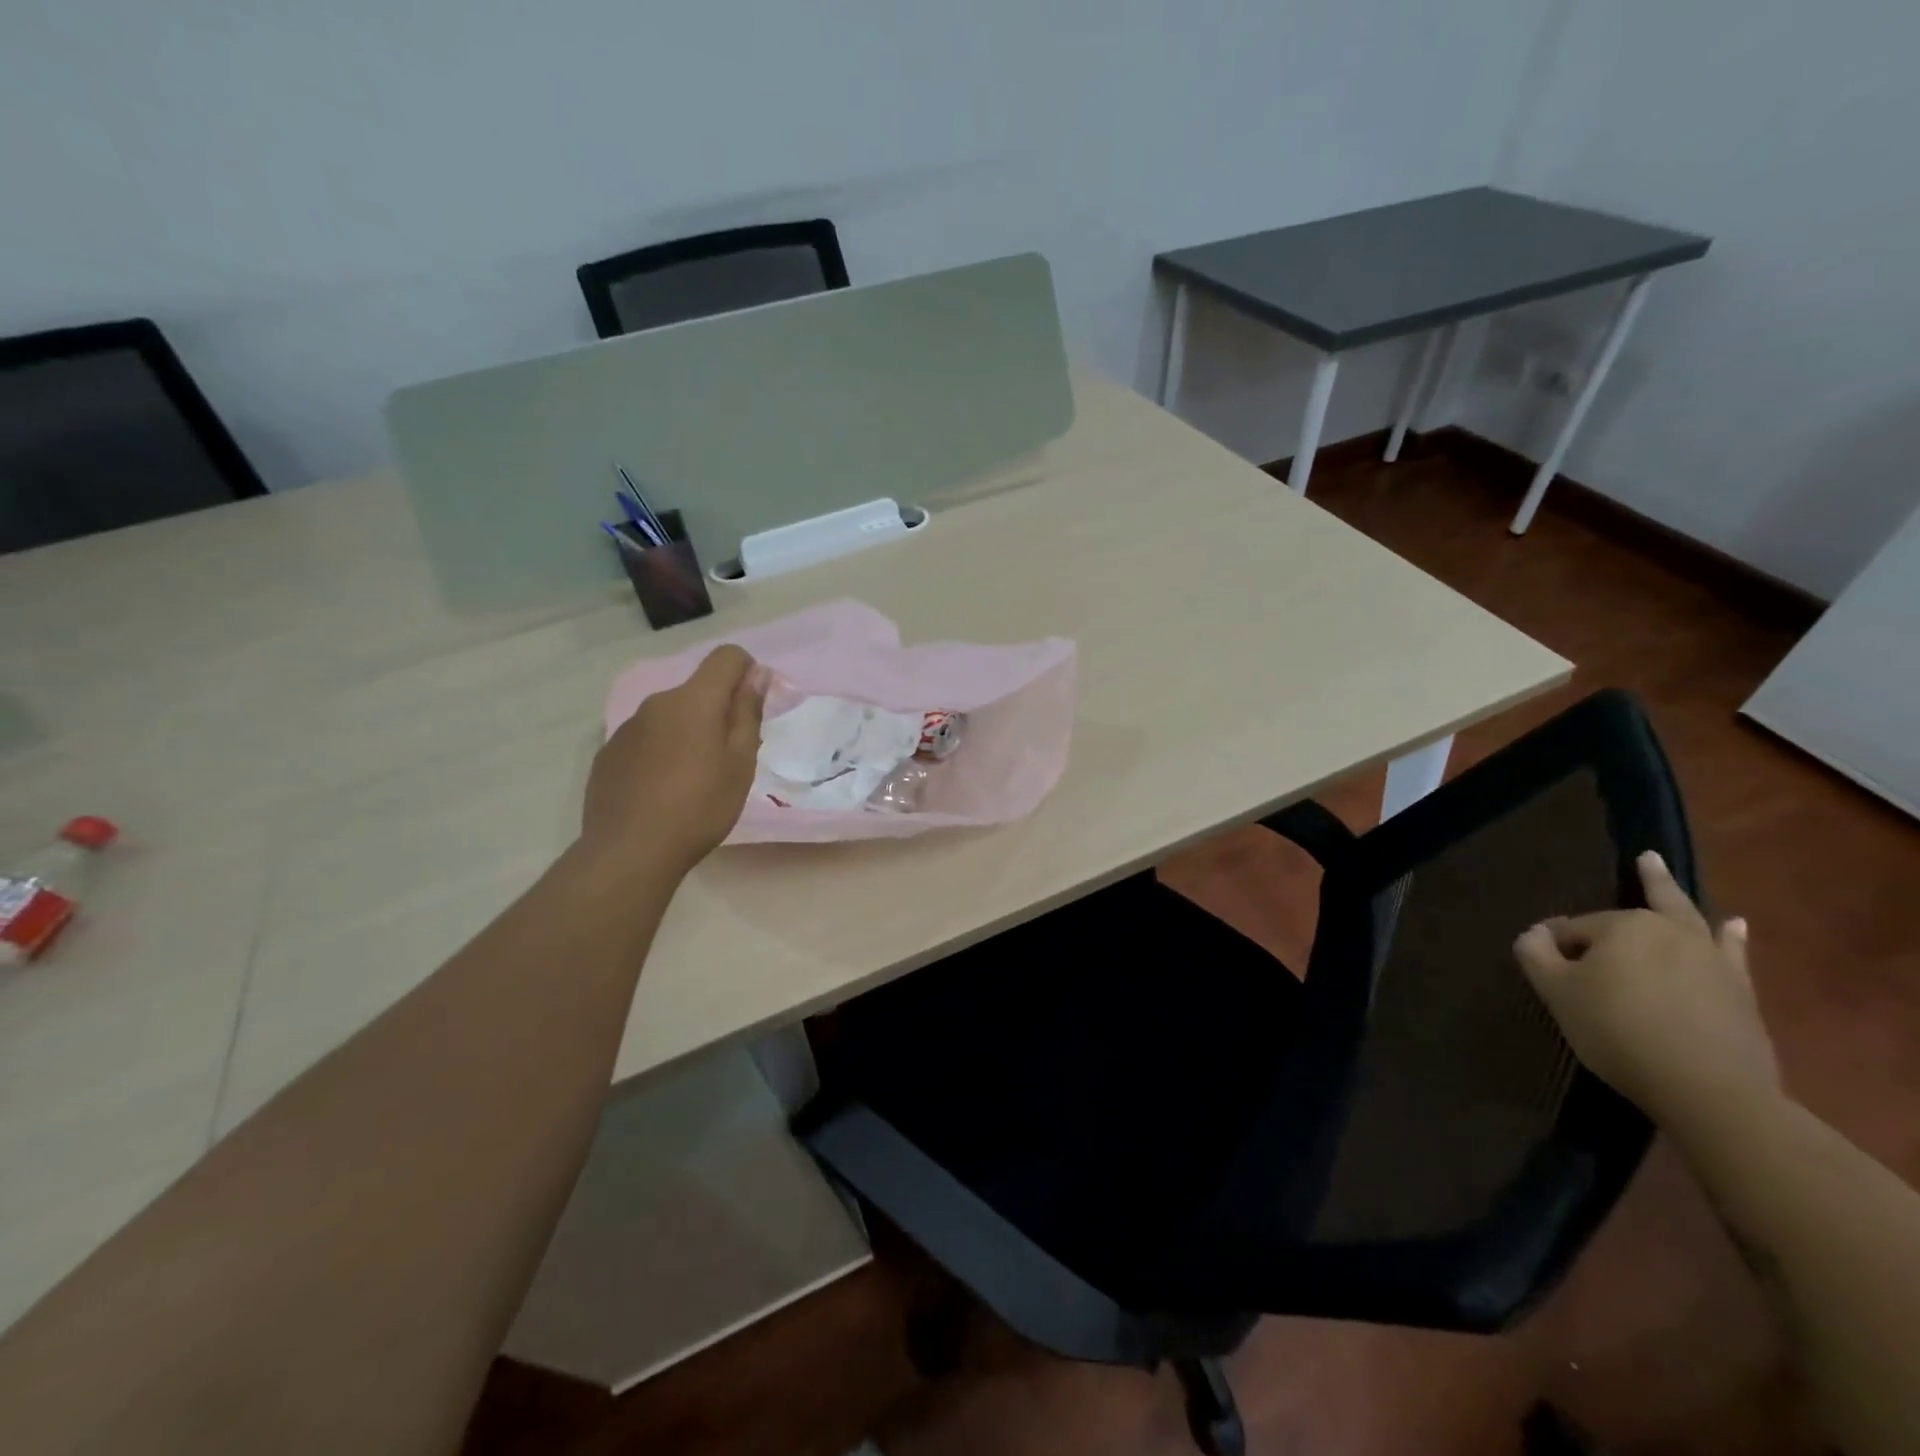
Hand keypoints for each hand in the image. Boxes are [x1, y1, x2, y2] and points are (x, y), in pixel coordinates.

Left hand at [584, 645, 766, 871]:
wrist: (630, 852)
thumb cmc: (699, 807)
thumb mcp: (740, 764)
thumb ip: (748, 713)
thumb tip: (756, 675)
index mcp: (693, 701)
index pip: (726, 657)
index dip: (747, 672)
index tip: (753, 707)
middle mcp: (656, 703)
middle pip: (697, 690)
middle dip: (718, 711)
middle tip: (729, 757)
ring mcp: (627, 728)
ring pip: (670, 716)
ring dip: (688, 732)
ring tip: (693, 779)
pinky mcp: (608, 754)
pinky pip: (646, 739)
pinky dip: (661, 752)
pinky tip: (662, 790)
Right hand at [1514, 851, 1779, 1132]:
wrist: (1709, 1089)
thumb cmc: (1617, 1030)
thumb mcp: (1556, 991)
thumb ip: (1535, 954)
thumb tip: (1536, 932)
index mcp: (1622, 925)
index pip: (1574, 929)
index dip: (1556, 948)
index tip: (1549, 973)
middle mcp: (1669, 930)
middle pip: (1635, 911)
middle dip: (1625, 897)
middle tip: (1640, 860)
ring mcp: (1710, 958)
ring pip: (1685, 918)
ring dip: (1672, 892)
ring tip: (1660, 866)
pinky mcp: (1739, 990)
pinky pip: (1731, 951)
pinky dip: (1731, 935)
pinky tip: (1734, 924)